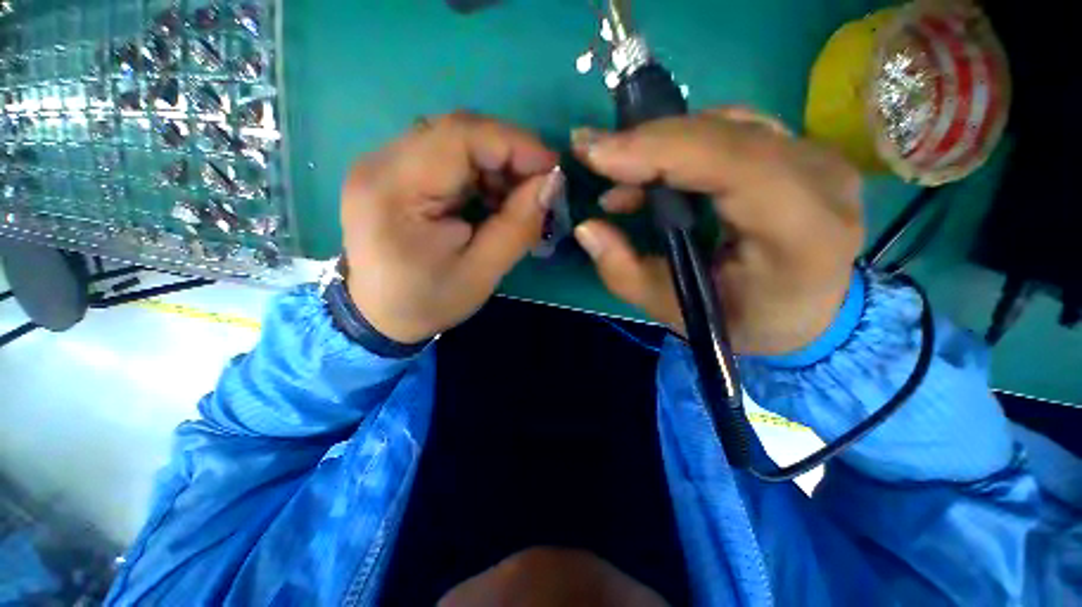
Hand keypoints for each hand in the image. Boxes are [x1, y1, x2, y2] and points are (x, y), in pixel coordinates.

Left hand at [341, 112, 563, 343]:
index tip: (552, 169)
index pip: (460, 136)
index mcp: (395, 189)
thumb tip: (550, 184)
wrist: (379, 317)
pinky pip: (444, 156)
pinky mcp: (393, 174)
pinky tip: (491, 199)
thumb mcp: (481, 273)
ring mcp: (383, 165)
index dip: (515, 144)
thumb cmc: (428, 301)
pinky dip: (478, 173)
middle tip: (538, 185)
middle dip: (508, 154)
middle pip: (456, 132)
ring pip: (453, 141)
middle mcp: (380, 163)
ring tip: (516, 198)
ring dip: (495, 164)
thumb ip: (517, 226)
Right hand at [571, 107, 862, 354]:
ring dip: (662, 143)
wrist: (808, 312)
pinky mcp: (803, 151)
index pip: (731, 165)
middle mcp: (821, 181)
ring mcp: (818, 158)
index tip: (596, 154)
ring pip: (726, 124)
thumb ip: (624, 272)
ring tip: (619, 172)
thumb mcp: (673, 310)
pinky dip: (683, 143)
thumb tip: (587, 227)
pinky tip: (654, 171)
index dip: (658, 150)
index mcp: (802, 232)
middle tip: (593, 152)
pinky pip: (734, 129)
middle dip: (647, 141)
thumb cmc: (742, 320)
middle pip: (725, 134)